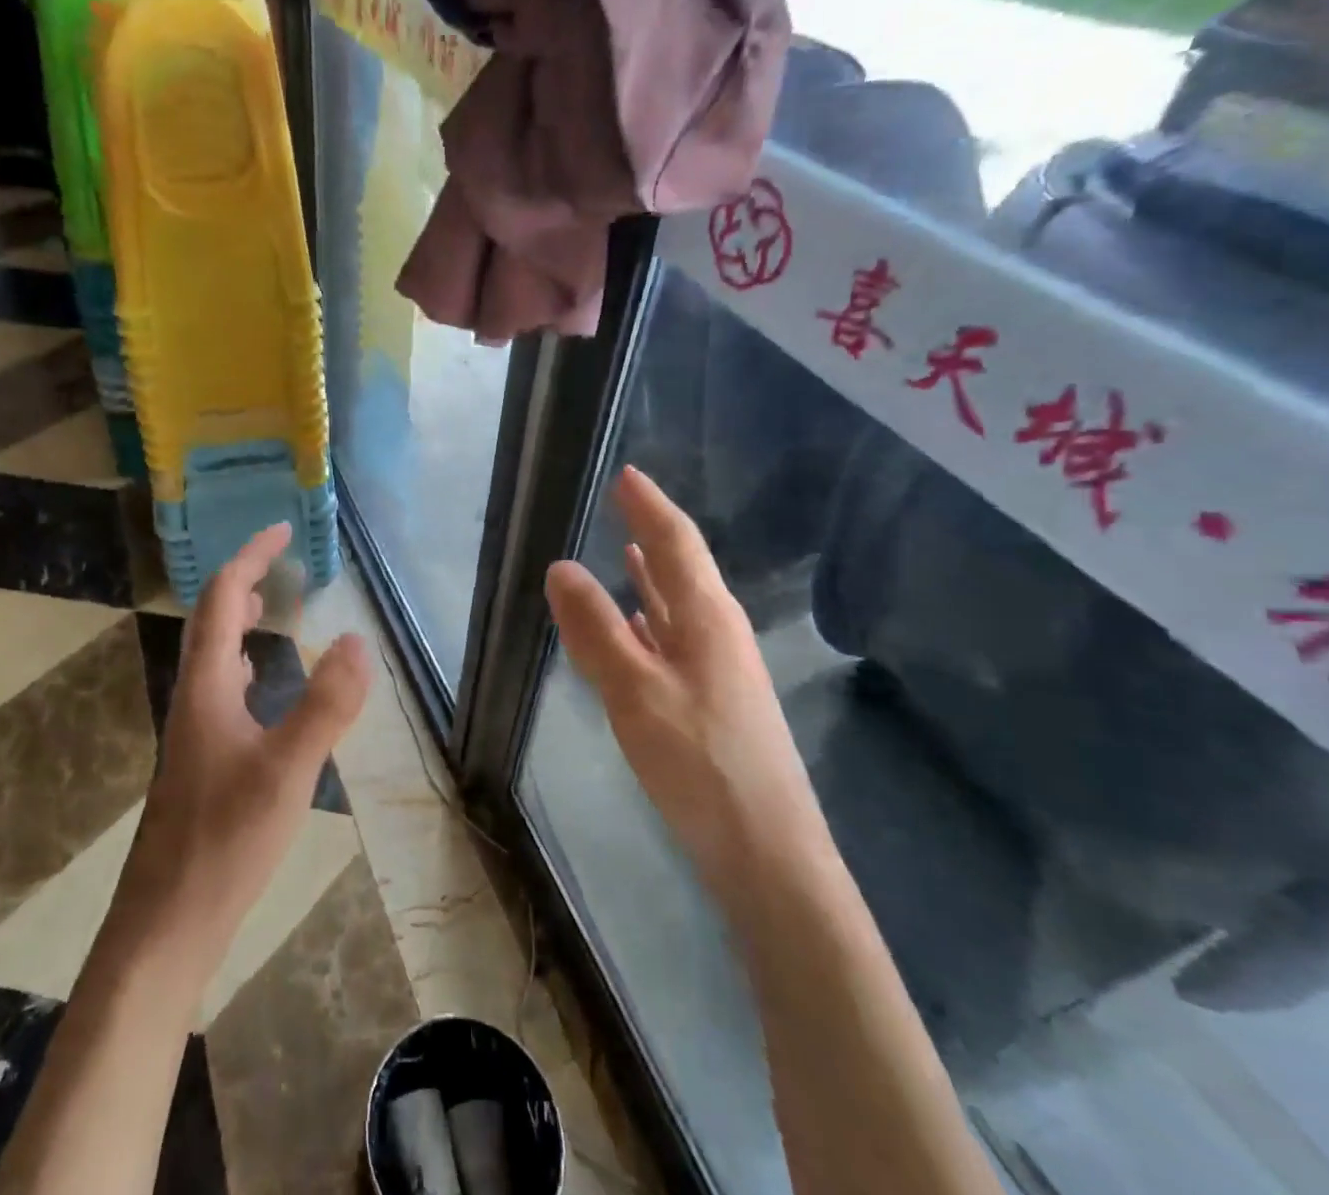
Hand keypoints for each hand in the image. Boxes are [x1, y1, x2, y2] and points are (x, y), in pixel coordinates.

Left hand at [114, 523, 371, 974]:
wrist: (166, 924)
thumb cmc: (224, 842)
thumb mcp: (287, 770)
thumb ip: (325, 705)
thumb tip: (356, 639)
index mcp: (207, 687)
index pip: (221, 599)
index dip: (249, 557)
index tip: (279, 530)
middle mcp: (194, 698)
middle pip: (211, 621)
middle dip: (242, 581)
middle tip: (279, 560)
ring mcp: (194, 731)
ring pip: (213, 655)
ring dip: (237, 618)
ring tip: (268, 603)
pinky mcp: (202, 761)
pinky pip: (220, 688)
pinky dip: (241, 661)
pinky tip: (255, 679)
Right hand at [544, 467, 827, 895]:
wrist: (767, 854)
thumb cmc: (700, 763)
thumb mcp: (635, 691)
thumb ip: (596, 628)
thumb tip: (561, 566)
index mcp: (707, 619)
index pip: (677, 543)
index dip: (650, 506)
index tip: (625, 474)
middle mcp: (718, 633)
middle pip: (683, 568)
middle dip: (652, 532)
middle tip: (622, 503)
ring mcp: (719, 669)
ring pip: (679, 606)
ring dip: (653, 574)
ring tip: (627, 549)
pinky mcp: (711, 701)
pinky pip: (674, 640)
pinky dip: (650, 619)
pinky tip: (635, 625)